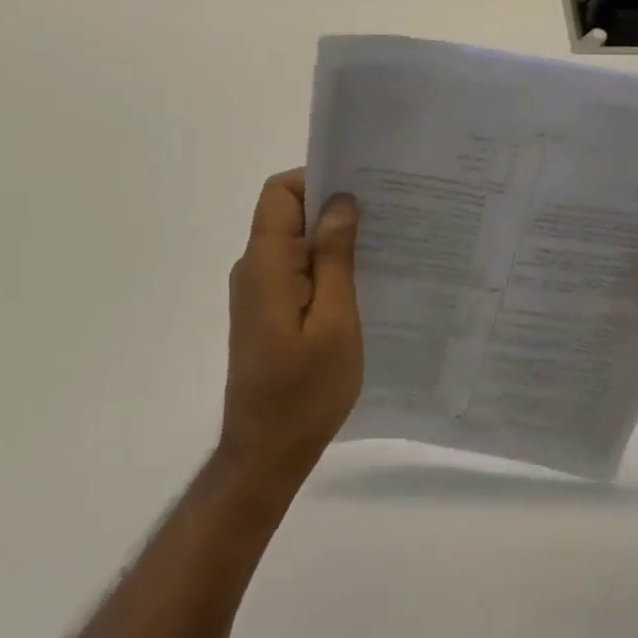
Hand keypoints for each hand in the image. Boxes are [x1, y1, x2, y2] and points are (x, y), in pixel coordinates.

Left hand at [218, 169, 362, 485]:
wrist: (265, 457)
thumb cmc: (304, 392)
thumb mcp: (334, 322)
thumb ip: (334, 257)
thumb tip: (340, 201)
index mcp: (266, 264)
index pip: (279, 193)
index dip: (316, 180)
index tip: (359, 190)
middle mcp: (255, 268)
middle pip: (287, 212)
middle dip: (332, 206)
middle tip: (383, 215)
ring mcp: (258, 291)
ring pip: (294, 240)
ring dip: (331, 238)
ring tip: (379, 246)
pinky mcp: (267, 310)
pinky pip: (295, 268)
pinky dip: (324, 264)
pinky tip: (359, 281)